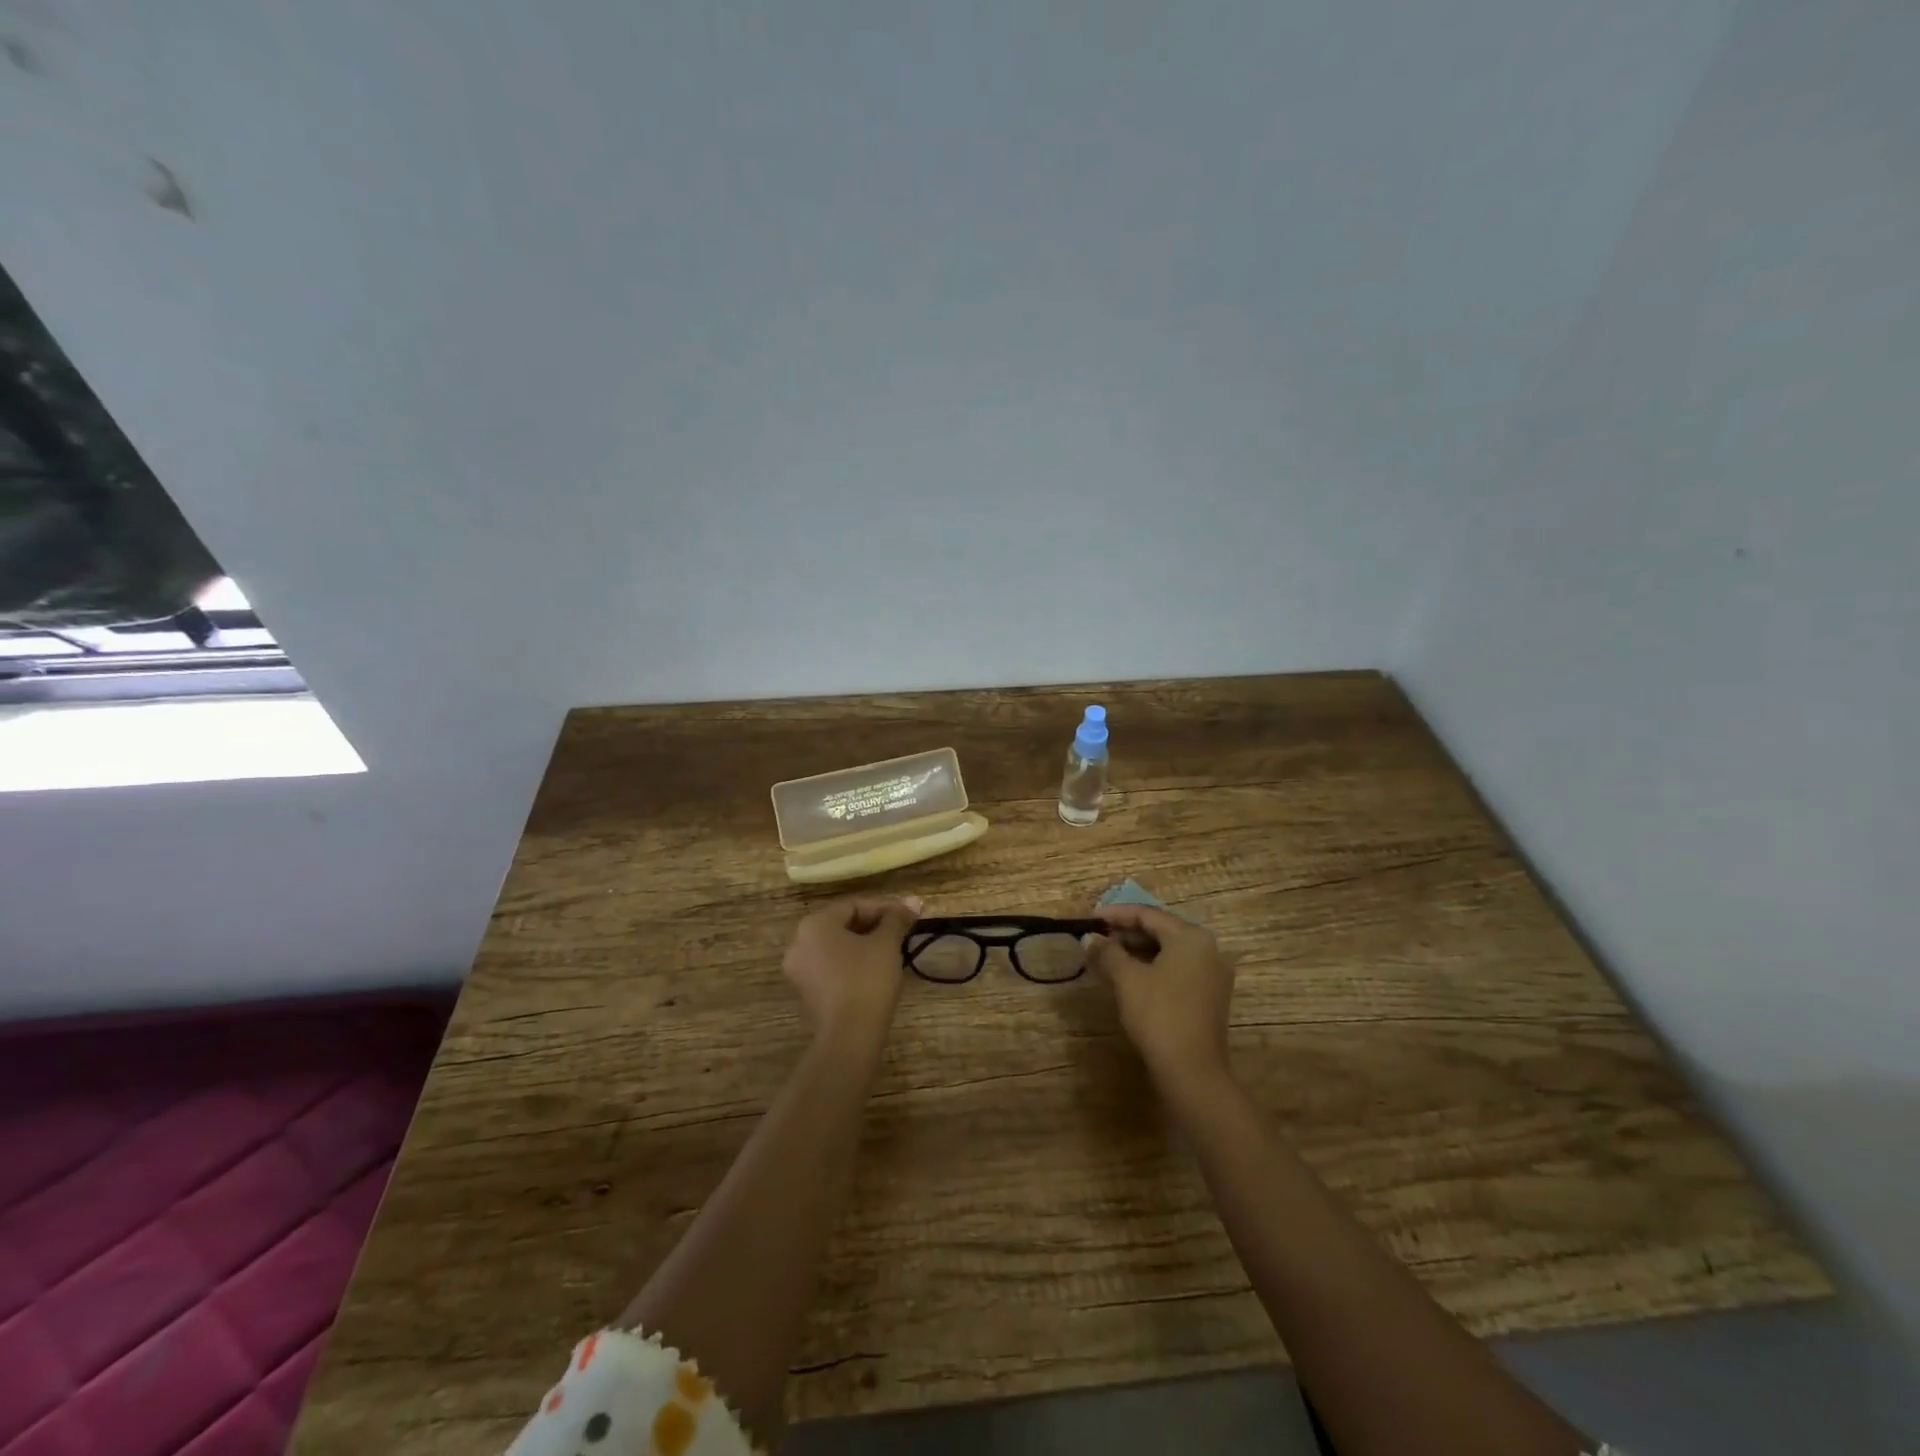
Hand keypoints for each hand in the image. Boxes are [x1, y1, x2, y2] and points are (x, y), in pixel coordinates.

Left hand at [782, 895, 922, 1041]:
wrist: (849, 1036)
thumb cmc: (867, 979)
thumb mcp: (887, 944)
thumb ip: (897, 919)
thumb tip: (914, 901)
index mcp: (814, 924)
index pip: (854, 906)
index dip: (885, 908)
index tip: (909, 916)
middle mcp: (799, 943)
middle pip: (843, 925)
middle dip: (875, 926)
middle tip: (902, 932)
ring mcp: (799, 970)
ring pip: (837, 948)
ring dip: (865, 945)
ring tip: (892, 951)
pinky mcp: (806, 993)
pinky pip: (831, 967)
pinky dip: (852, 964)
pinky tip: (875, 972)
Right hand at [1084, 903, 1235, 1089]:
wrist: (1192, 1071)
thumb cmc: (1159, 1015)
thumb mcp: (1126, 979)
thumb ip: (1107, 952)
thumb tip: (1089, 937)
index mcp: (1191, 937)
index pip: (1148, 914)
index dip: (1116, 914)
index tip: (1090, 918)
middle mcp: (1208, 949)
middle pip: (1161, 930)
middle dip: (1126, 933)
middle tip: (1097, 937)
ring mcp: (1212, 974)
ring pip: (1169, 951)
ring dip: (1138, 951)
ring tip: (1108, 956)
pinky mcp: (1210, 997)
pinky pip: (1177, 970)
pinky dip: (1153, 967)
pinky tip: (1130, 977)